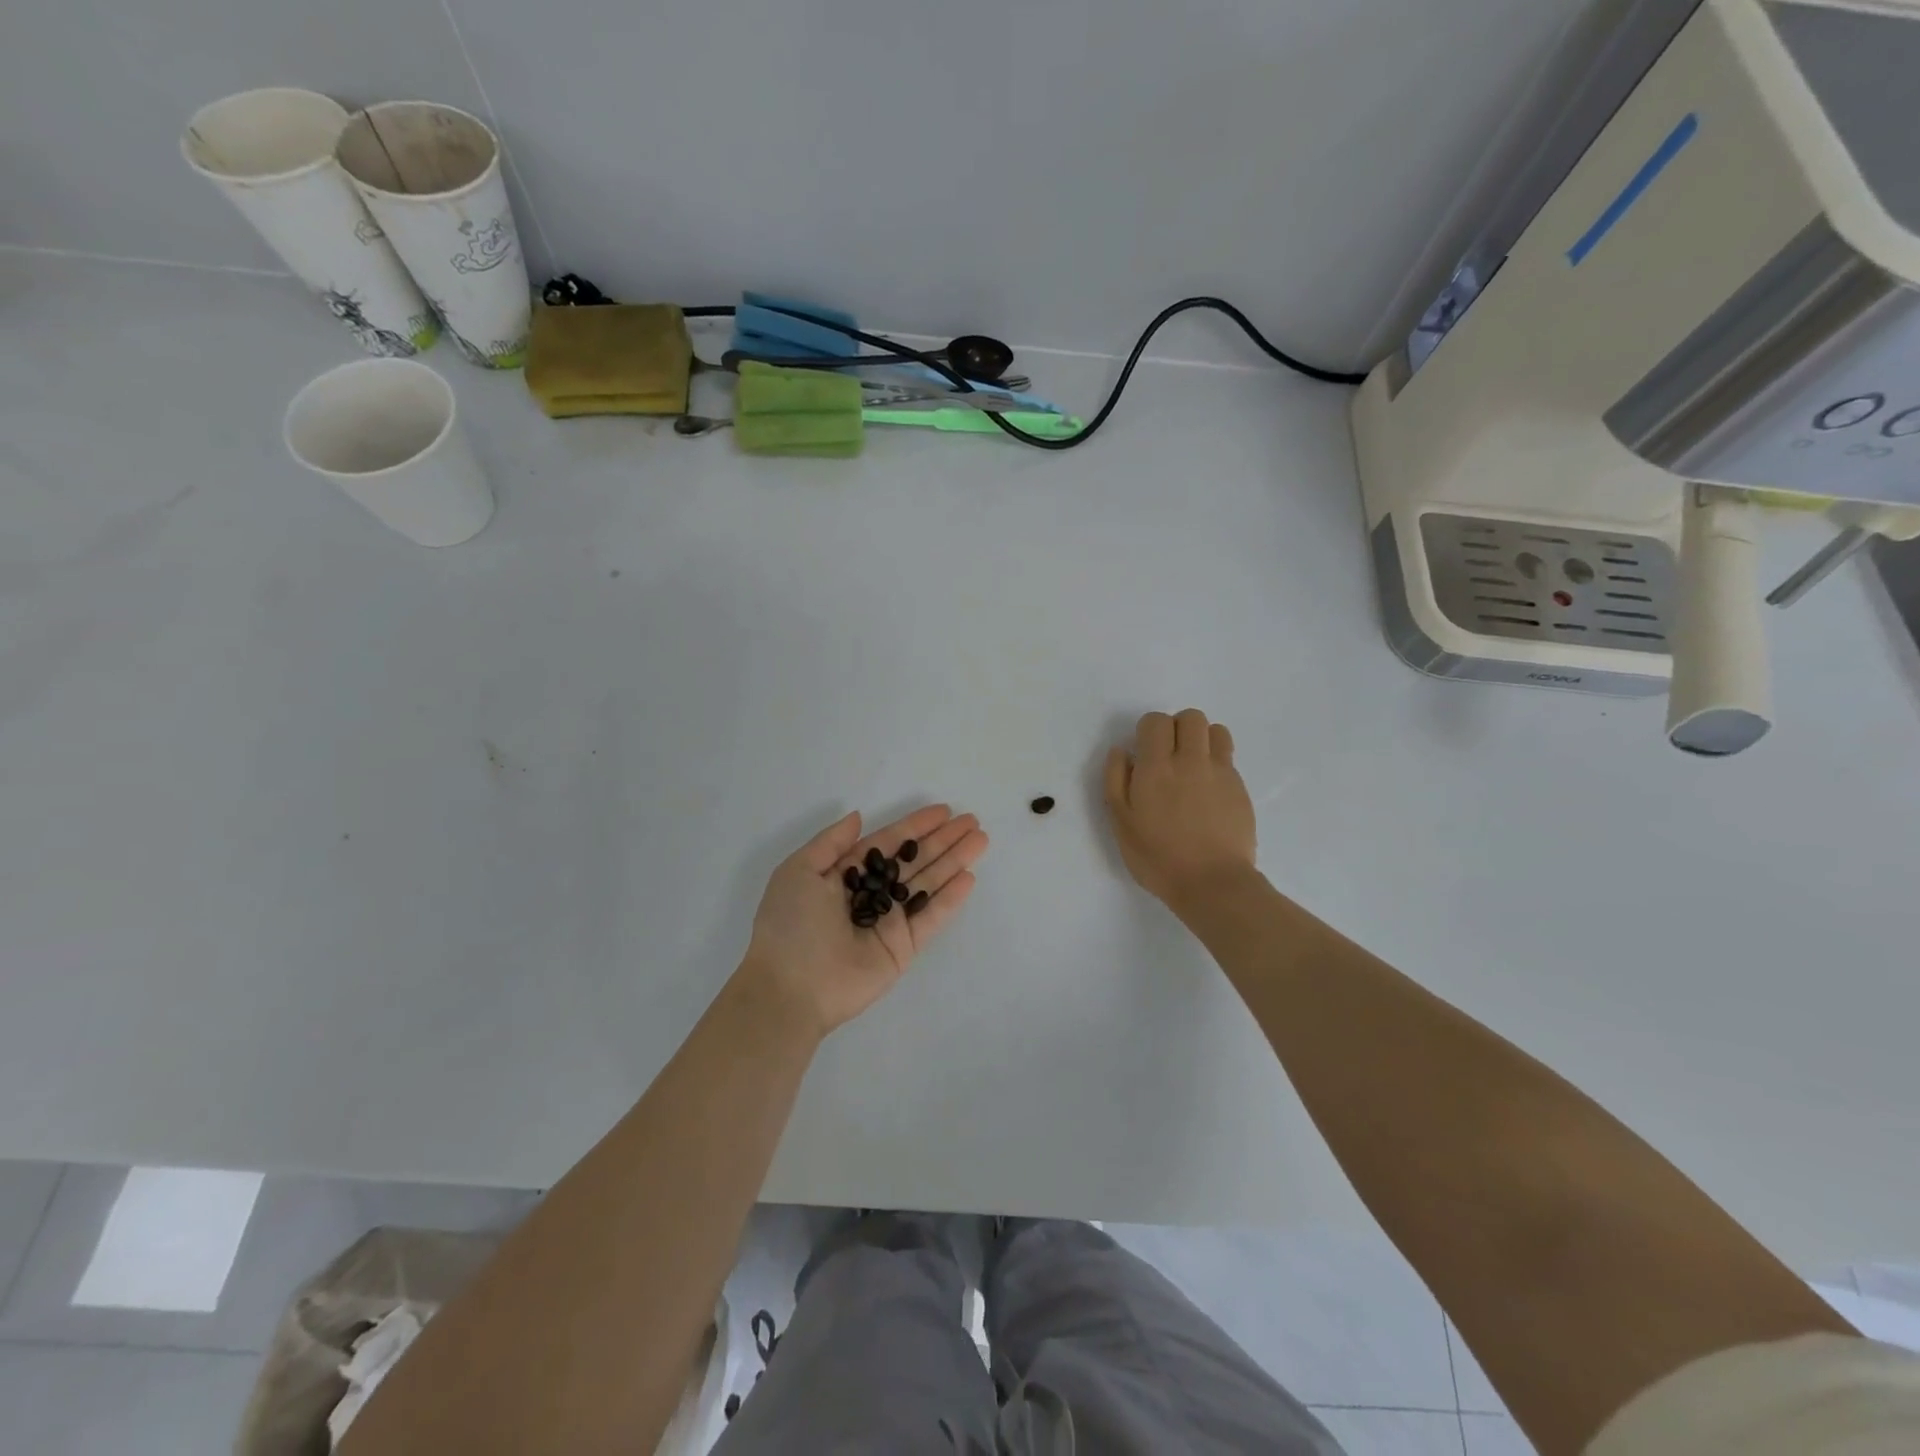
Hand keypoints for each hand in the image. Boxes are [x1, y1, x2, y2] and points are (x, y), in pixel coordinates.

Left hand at [742, 805, 988, 1036]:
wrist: (790, 988)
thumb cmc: (790, 924)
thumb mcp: (798, 871)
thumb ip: (831, 842)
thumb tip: (859, 817)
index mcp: (844, 875)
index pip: (888, 844)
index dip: (915, 827)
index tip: (943, 811)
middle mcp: (871, 895)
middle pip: (914, 861)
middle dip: (943, 840)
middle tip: (972, 821)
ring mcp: (889, 922)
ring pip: (927, 884)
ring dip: (954, 861)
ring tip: (981, 840)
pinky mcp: (902, 948)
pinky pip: (930, 918)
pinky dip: (950, 899)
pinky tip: (968, 877)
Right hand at [1104, 709, 1255, 909]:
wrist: (1212, 883)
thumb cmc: (1158, 857)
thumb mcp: (1121, 822)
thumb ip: (1116, 780)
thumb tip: (1122, 750)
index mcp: (1156, 767)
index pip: (1156, 721)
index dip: (1147, 731)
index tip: (1144, 754)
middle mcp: (1191, 760)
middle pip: (1190, 717)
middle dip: (1176, 728)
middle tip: (1167, 756)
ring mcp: (1220, 772)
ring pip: (1216, 730)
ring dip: (1201, 739)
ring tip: (1191, 765)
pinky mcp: (1240, 788)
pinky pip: (1228, 757)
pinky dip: (1216, 762)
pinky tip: (1207, 790)